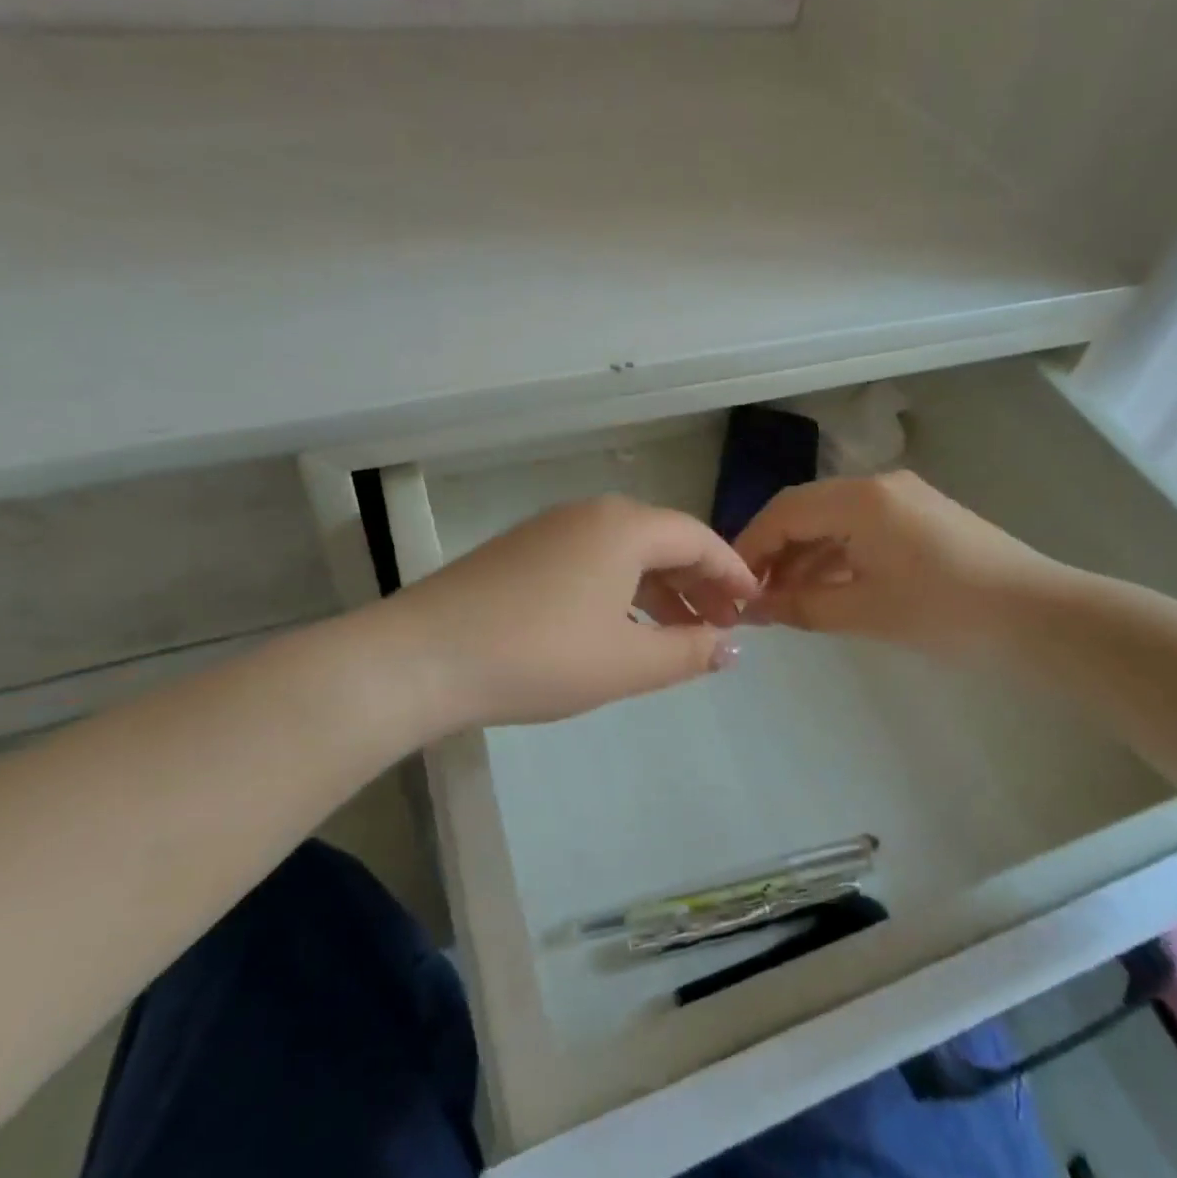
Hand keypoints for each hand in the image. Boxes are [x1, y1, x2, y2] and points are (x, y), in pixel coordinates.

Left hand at [382, 495, 757, 729]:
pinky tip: (620, 626)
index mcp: (624, 527)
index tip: (754, 606)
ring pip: (624, 553)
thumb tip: (731, 647)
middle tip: (721, 625)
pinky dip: (620, 590)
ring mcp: (550, 530)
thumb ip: (688, 652)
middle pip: (662, 540)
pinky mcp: (521, 552)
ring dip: (659, 590)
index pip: (697, 538)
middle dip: (698, 583)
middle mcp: (590, 514)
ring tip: (679, 633)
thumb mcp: (627, 662)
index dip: (732, 572)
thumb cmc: (540, 655)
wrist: (422, 657)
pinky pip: (591, 562)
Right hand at [733, 472, 1061, 654]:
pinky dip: (836, 557)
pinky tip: (824, 588)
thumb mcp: (865, 611)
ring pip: (833, 521)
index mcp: (861, 499)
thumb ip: (801, 605)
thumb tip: (755, 609)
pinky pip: (861, 530)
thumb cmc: (946, 611)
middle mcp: (878, 486)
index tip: (731, 584)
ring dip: (805, 556)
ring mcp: (903, 499)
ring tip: (784, 599)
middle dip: (775, 551)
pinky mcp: (920, 518)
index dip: (751, 545)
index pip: (785, 511)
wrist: (1039, 616)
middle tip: (754, 595)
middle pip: (806, 510)